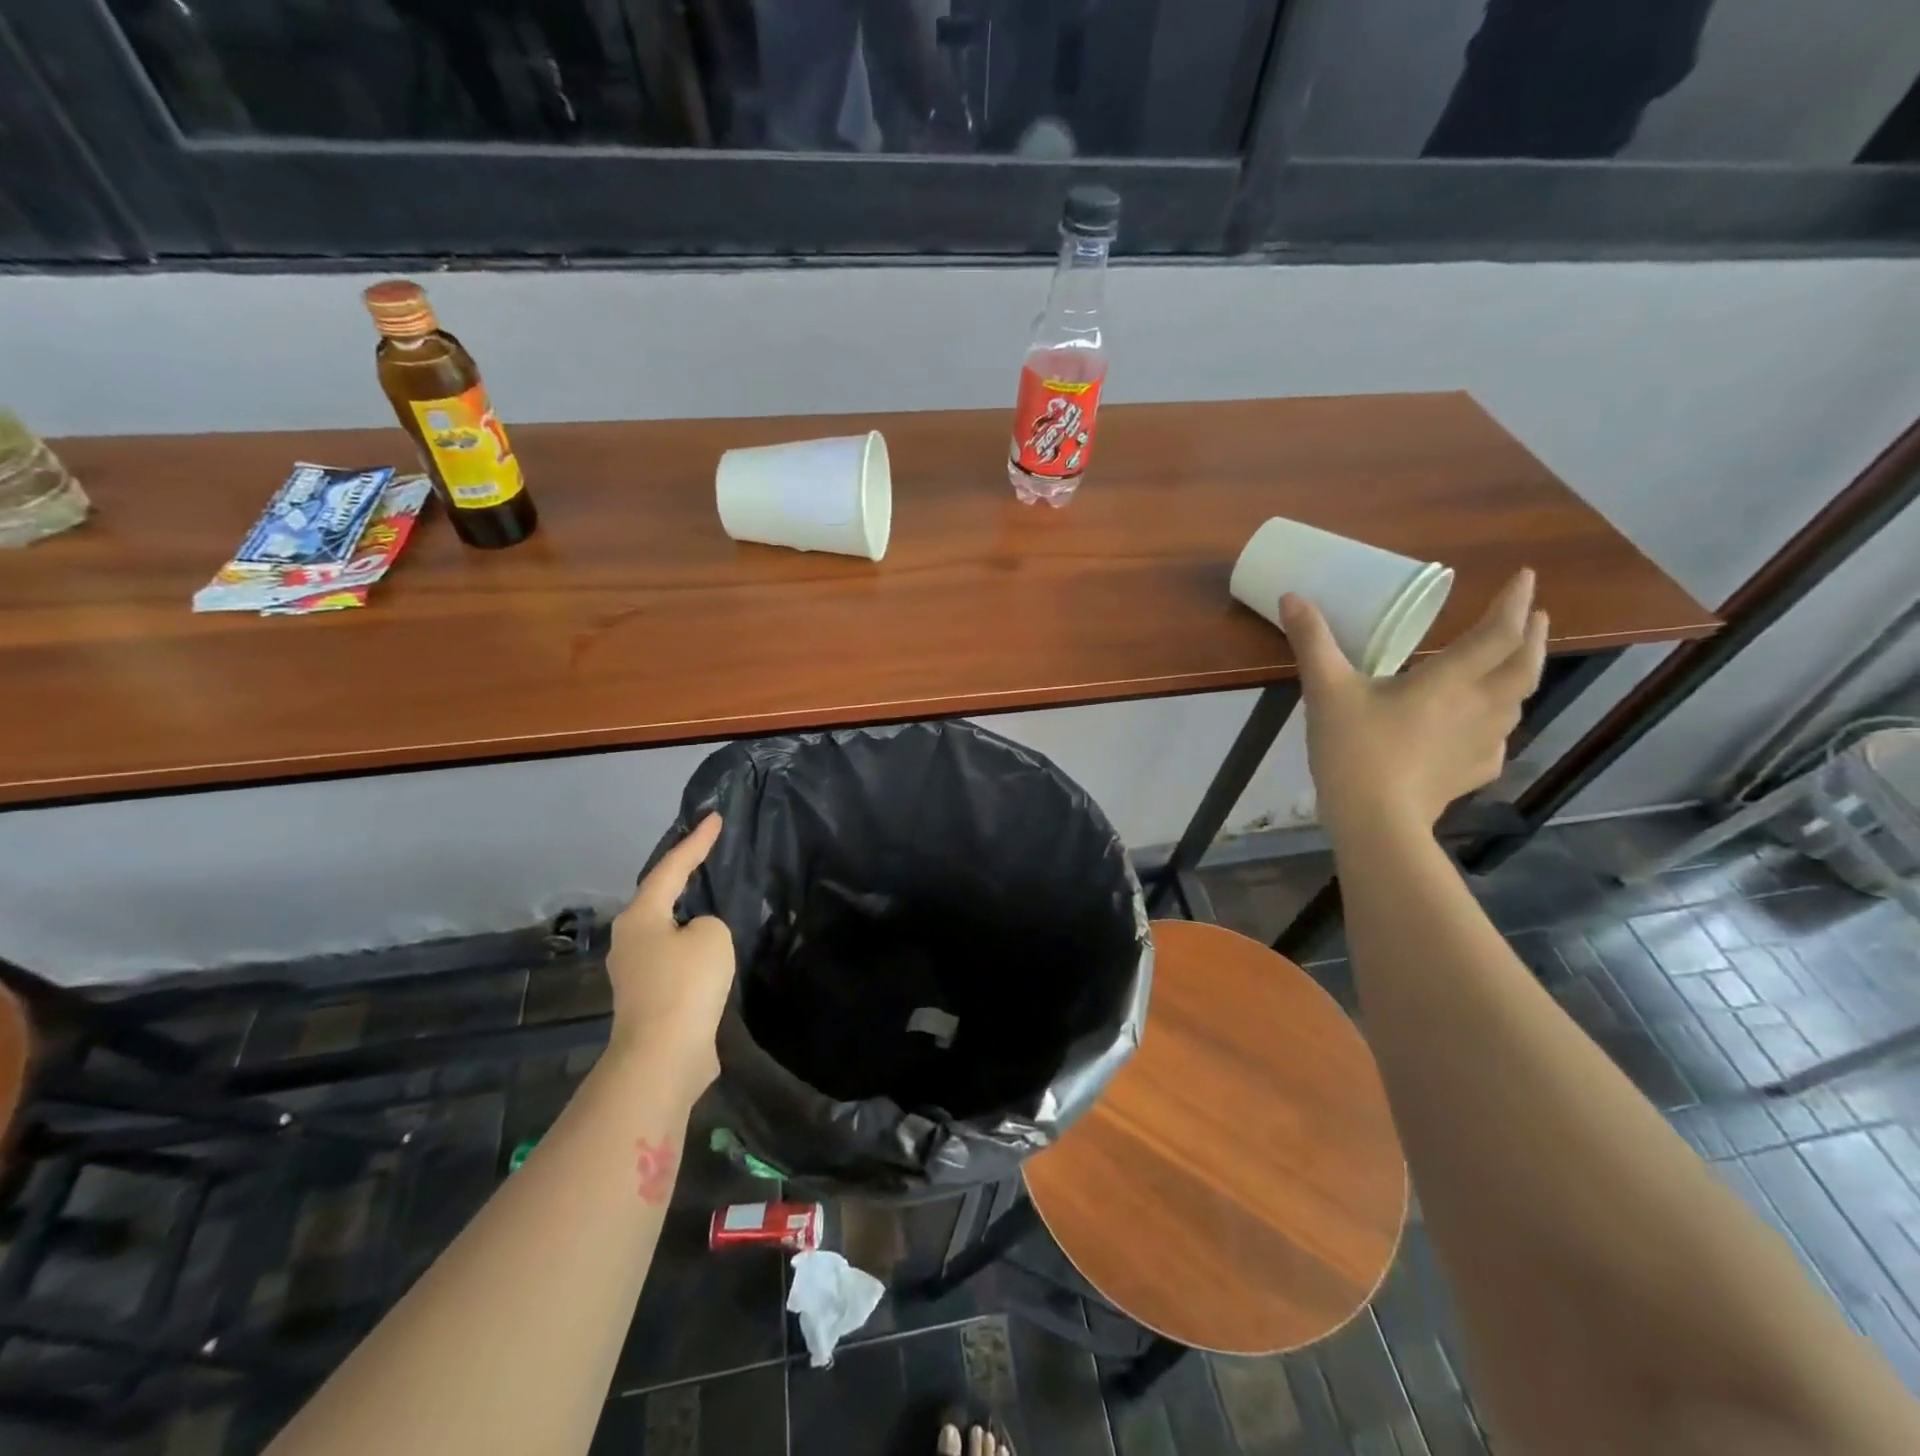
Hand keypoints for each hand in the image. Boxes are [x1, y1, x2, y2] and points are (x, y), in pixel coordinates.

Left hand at [605, 814, 734, 1092]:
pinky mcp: (649, 999)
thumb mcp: (712, 937)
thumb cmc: (685, 984)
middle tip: (707, 855)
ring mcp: (636, 972)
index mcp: (640, 916)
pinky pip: (675, 960)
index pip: (671, 867)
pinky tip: (712, 952)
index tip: (714, 818)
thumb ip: (708, 923)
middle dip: (682, 876)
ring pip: (667, 931)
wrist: (663, 1057)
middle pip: (660, 897)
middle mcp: (630, 939)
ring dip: (688, 917)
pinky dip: (693, 949)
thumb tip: (697, 939)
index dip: (696, 841)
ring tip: (713, 902)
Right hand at [1281, 569, 1548, 834]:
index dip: (1515, 601)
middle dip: (1532, 636)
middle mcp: (1478, 706)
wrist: (1375, 820)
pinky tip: (1482, 730)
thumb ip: (1312, 642)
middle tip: (1535, 616)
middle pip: (1523, 665)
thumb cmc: (1355, 749)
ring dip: (1520, 677)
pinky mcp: (1473, 773)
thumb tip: (1291, 596)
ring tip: (1512, 666)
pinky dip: (1498, 724)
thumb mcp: (1326, 690)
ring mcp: (1482, 743)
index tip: (1526, 577)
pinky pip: (1497, 741)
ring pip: (1518, 702)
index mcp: (1449, 680)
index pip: (1498, 632)